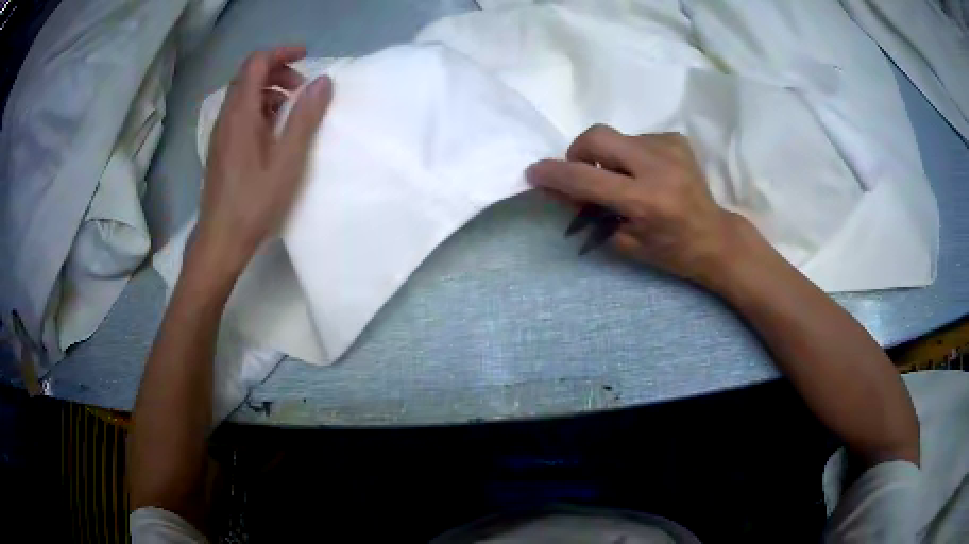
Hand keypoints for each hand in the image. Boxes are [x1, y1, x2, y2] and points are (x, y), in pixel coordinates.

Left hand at [195, 45, 332, 277]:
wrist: (220, 239)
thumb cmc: (254, 202)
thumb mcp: (287, 160)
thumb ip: (305, 117)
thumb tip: (323, 82)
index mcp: (241, 114)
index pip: (256, 63)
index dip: (281, 52)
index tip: (307, 57)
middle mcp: (226, 117)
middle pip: (249, 75)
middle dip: (278, 70)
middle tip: (303, 88)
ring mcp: (221, 133)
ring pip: (244, 94)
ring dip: (270, 90)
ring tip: (293, 109)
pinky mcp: (222, 148)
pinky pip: (240, 113)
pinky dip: (260, 108)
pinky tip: (274, 130)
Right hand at [527, 124, 755, 286]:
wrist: (715, 237)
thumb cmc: (670, 251)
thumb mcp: (625, 241)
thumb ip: (589, 211)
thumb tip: (556, 186)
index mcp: (646, 201)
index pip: (587, 179)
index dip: (555, 174)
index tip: (535, 172)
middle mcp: (658, 166)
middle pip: (597, 136)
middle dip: (578, 152)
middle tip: (583, 173)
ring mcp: (670, 148)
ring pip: (616, 137)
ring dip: (608, 157)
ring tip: (624, 180)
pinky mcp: (676, 139)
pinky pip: (636, 138)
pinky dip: (630, 155)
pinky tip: (646, 173)